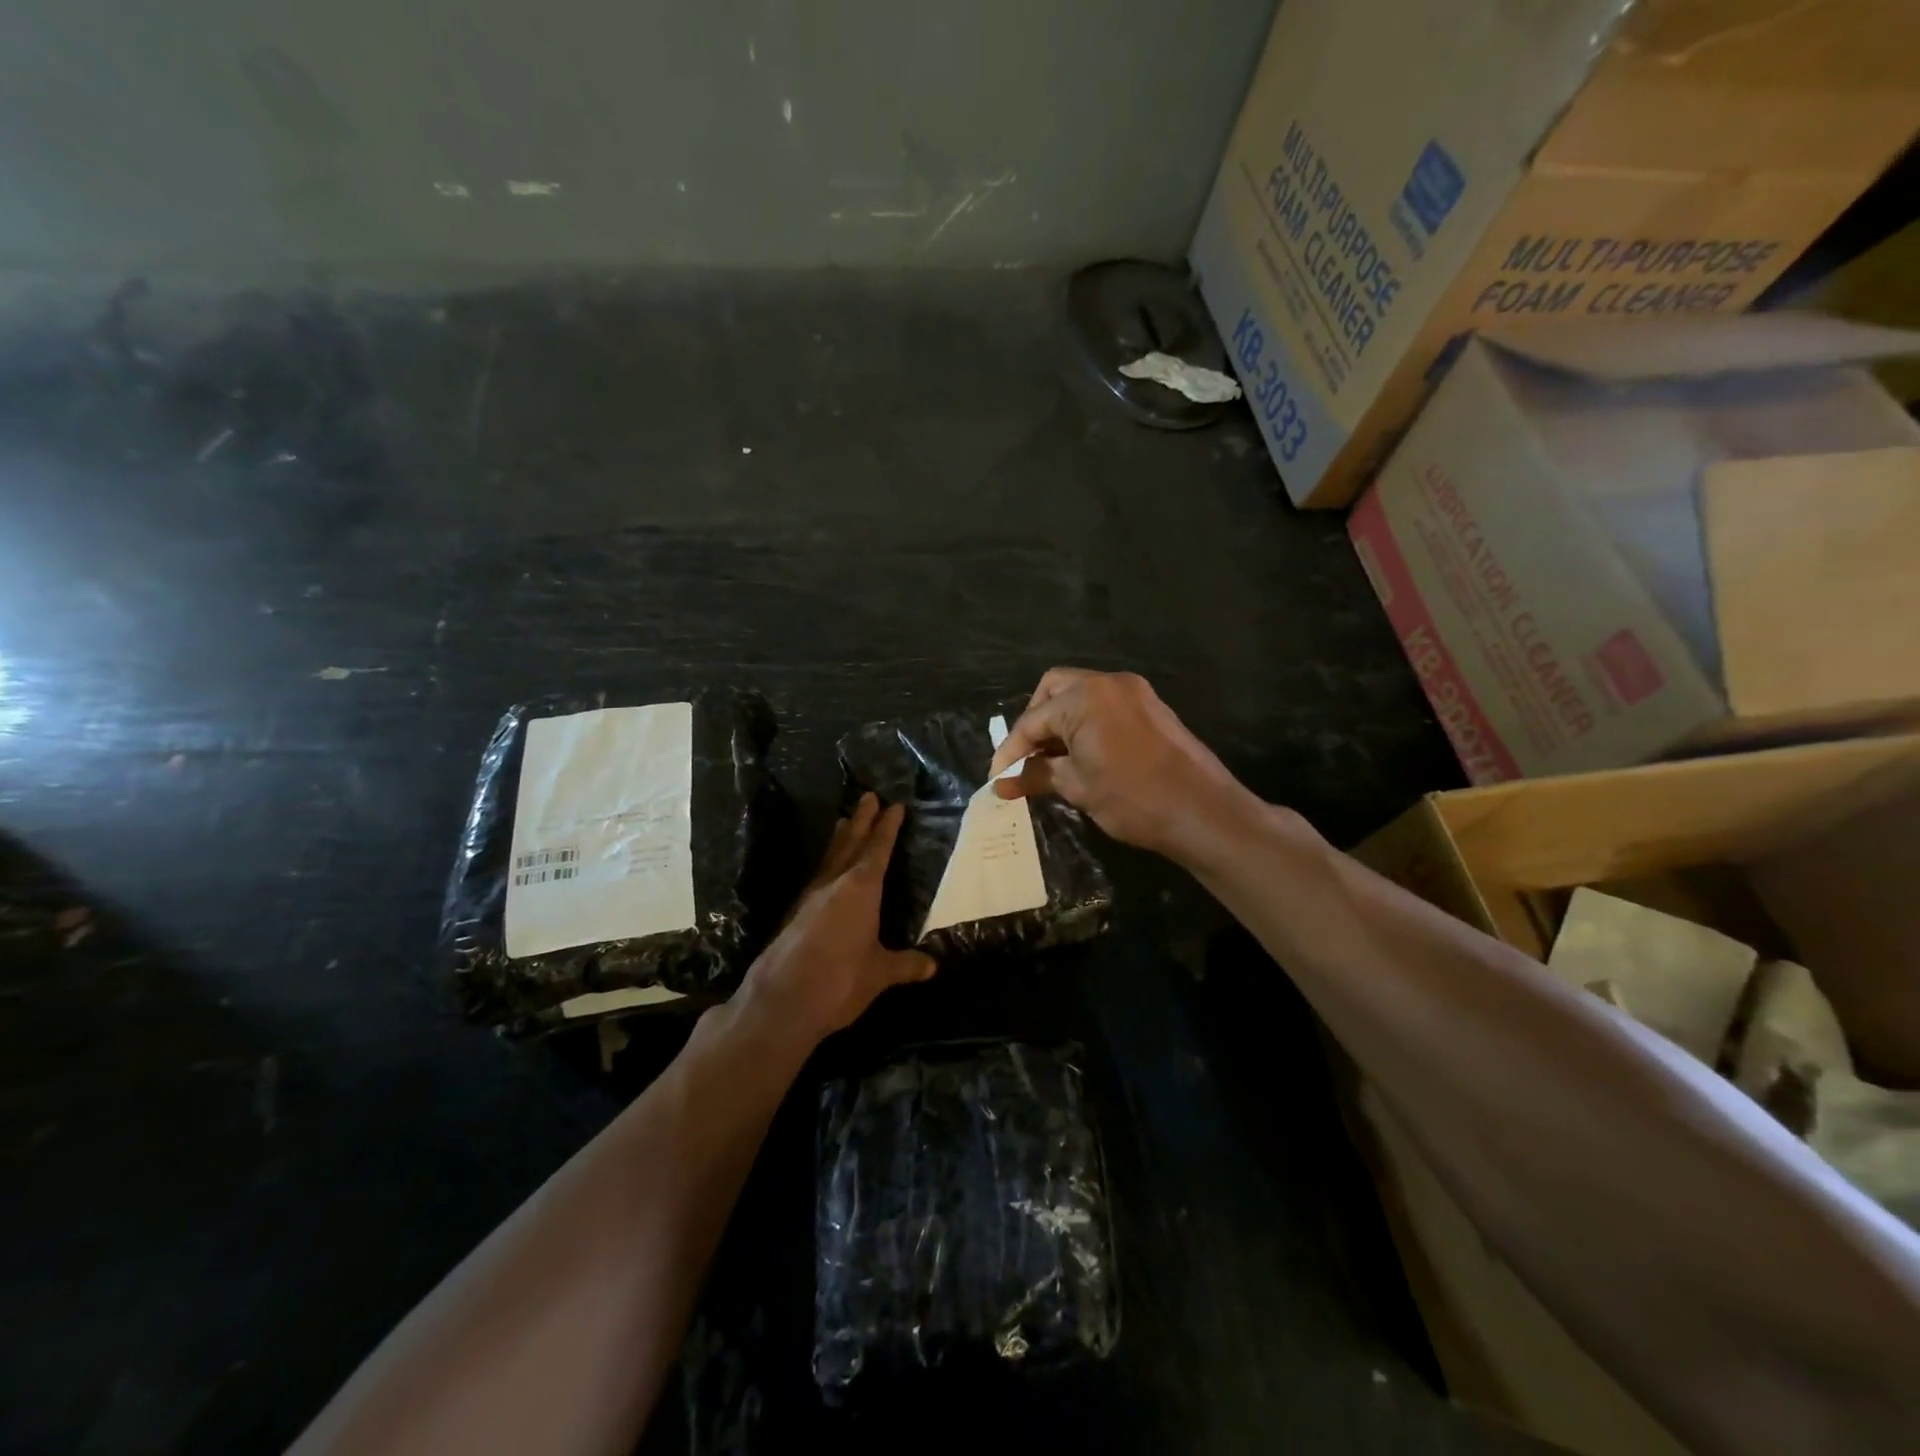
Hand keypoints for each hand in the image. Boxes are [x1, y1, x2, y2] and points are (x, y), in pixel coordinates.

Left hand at [733, 793, 935, 1047]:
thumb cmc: (840, 981)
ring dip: (840, 837)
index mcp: (861, 889)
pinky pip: (817, 876)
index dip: (888, 828)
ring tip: (845, 820)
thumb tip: (932, 965)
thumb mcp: (880, 973)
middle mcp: (834, 884)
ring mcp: (810, 897)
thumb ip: (905, 965)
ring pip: (830, 857)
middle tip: (869, 796)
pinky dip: (827, 862)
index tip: (895, 806)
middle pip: (851, 843)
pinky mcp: (794, 914)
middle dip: (862, 820)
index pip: (878, 849)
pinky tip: (827, 870)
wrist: (781, 1001)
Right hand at [988, 668, 1253, 859]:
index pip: (1032, 720)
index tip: (997, 780)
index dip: (1011, 751)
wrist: (1203, 812)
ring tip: (1051, 761)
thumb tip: (1001, 784)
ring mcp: (1134, 692)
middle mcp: (1108, 682)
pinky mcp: (1151, 707)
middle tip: (1027, 758)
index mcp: (1084, 697)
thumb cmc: (1133, 799)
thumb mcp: (1077, 787)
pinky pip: (1105, 705)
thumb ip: (1035, 776)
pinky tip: (1082, 755)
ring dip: (1060, 723)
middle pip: (1053, 690)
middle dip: (1034, 723)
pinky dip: (1085, 724)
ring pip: (1080, 695)